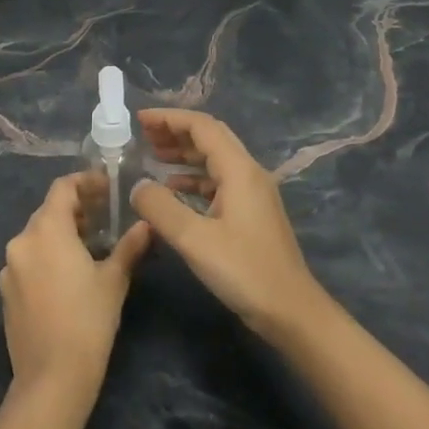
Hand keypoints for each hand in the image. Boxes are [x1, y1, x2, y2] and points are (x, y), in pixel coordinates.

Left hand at [0, 174, 151, 401]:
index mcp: (46, 231)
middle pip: (48, 211)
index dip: (85, 182)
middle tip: (104, 216)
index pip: (62, 188)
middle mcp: (21, 242)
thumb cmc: (88, 321)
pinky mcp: (5, 291)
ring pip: (37, 236)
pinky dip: (48, 255)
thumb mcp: (114, 280)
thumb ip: (129, 246)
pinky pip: (28, 260)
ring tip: (90, 245)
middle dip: (76, 208)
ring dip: (62, 232)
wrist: (51, 377)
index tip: (107, 187)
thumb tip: (147, 225)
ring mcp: (9, 268)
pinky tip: (68, 274)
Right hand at [131, 109, 328, 338]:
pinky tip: (173, 190)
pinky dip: (194, 178)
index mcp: (239, 170)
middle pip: (210, 138)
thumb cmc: (244, 271)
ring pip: (215, 160)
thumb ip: (161, 208)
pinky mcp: (251, 213)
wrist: (290, 310)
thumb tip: (138, 185)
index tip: (139, 119)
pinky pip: (219, 182)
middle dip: (176, 132)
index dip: (169, 118)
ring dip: (184, 154)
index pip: (202, 127)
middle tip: (142, 135)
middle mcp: (249, 173)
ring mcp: (253, 194)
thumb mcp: (194, 239)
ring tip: (152, 156)